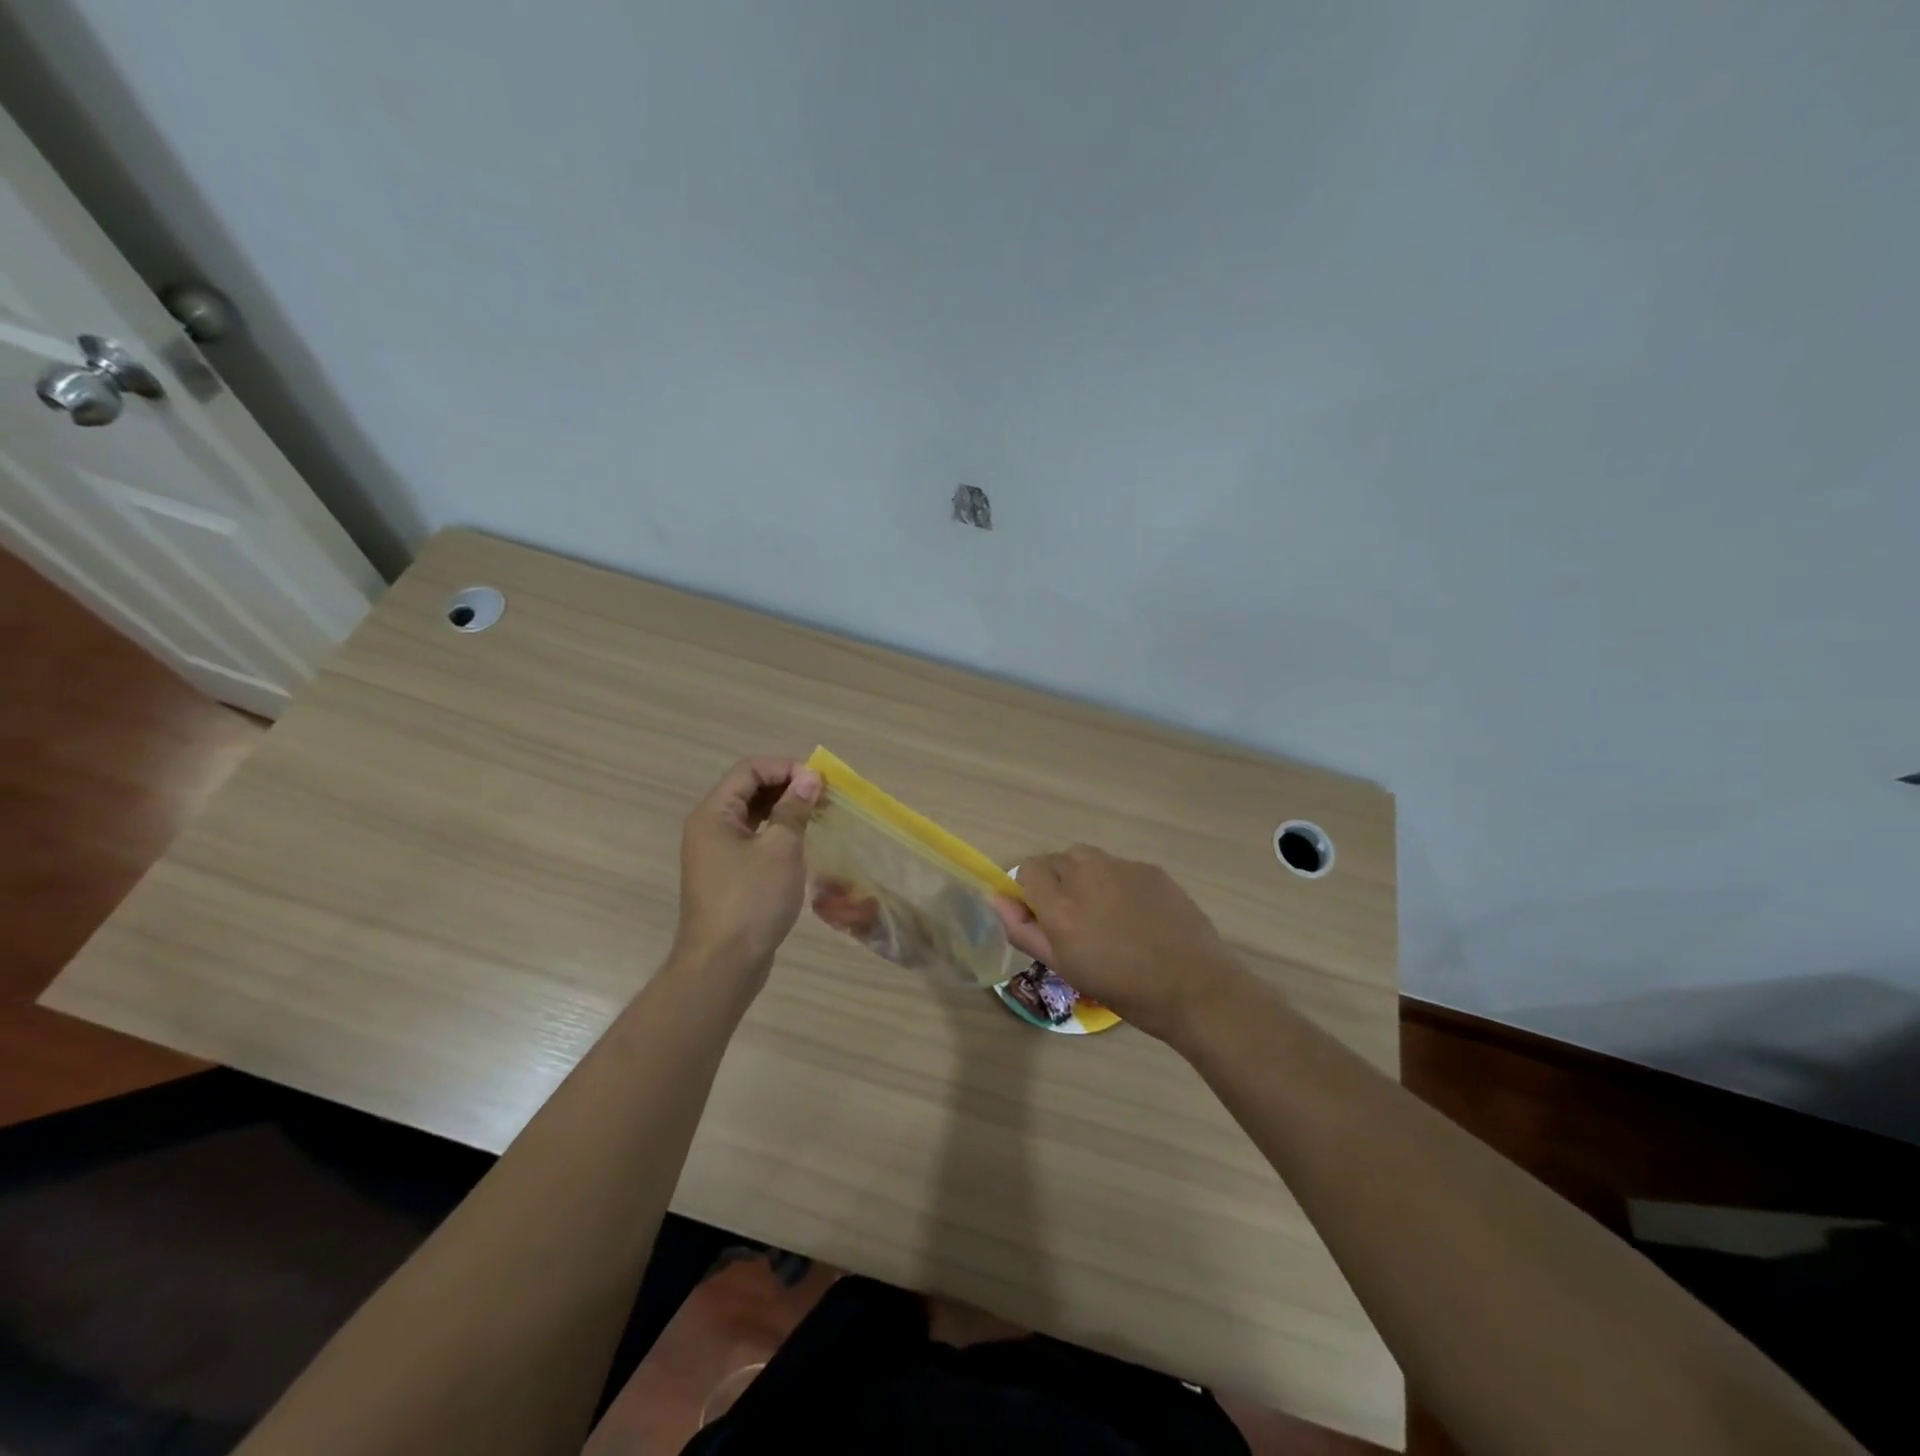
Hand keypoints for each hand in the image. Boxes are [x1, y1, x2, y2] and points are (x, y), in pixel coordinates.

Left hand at [673, 757, 821, 979]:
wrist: (723, 965)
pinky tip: (801, 843)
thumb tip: (810, 777)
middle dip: (787, 786)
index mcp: (714, 814)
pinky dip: (777, 833)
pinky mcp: (727, 875)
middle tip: (824, 796)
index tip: (819, 781)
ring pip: (752, 815)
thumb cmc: (751, 900)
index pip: (749, 770)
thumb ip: (794, 809)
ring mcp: (716, 853)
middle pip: (748, 789)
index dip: (785, 768)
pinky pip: (753, 839)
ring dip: (784, 810)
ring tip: (818, 815)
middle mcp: (709, 827)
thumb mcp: (780, 849)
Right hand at [995, 846, 1248, 1041]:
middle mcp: (1086, 874)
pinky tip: (1137, 914)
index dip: (1031, 890)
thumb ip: (1024, 930)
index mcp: (1060, 904)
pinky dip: (1118, 882)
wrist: (1193, 987)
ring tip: (1107, 913)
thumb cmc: (1123, 987)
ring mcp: (1122, 867)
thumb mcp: (1064, 966)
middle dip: (1058, 882)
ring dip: (1086, 877)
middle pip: (1057, 860)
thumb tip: (998, 900)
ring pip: (1089, 859)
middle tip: (1077, 918)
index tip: (1045, 915)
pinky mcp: (1150, 869)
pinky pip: (1120, 866)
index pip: (1027, 869)